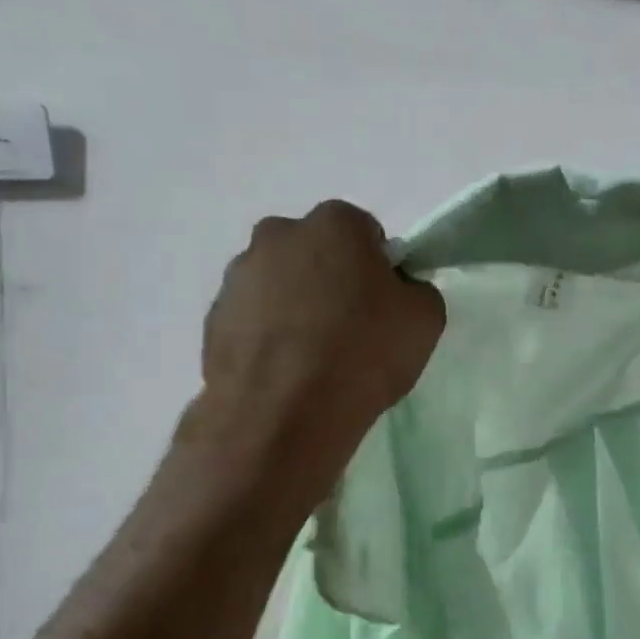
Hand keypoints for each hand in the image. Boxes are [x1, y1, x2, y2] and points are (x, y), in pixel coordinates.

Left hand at [186, 200, 444, 510]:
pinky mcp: (213, 319)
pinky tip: (286, 374)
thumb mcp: (425, 319)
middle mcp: (278, 235)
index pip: (365, 234)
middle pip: (316, 253)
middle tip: (350, 331)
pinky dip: (268, 338)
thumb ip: (415, 290)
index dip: (378, 270)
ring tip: (313, 360)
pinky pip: (253, 320)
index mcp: (333, 224)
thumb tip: (397, 291)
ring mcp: (238, 277)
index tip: (383, 307)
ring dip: (295, 308)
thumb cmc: (364, 353)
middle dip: (331, 281)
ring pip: (279, 285)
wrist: (284, 415)